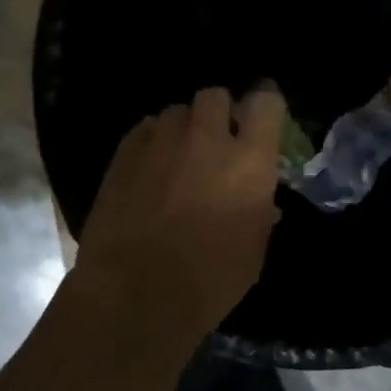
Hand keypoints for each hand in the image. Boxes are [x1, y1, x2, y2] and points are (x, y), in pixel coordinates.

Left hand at [73, 84, 286, 341]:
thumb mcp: (253, 251)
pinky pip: (145, 130)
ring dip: (183, 128)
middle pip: (215, 95)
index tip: (262, 117)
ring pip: (176, 111)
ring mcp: (162, 141)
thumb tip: (262, 199)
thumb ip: (260, 212)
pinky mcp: (124, 153)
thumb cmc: (209, 281)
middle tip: (217, 140)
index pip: (265, 102)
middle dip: (219, 112)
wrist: (134, 295)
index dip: (265, 105)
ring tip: (178, 156)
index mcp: (248, 160)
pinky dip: (152, 142)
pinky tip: (149, 168)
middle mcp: (207, 138)